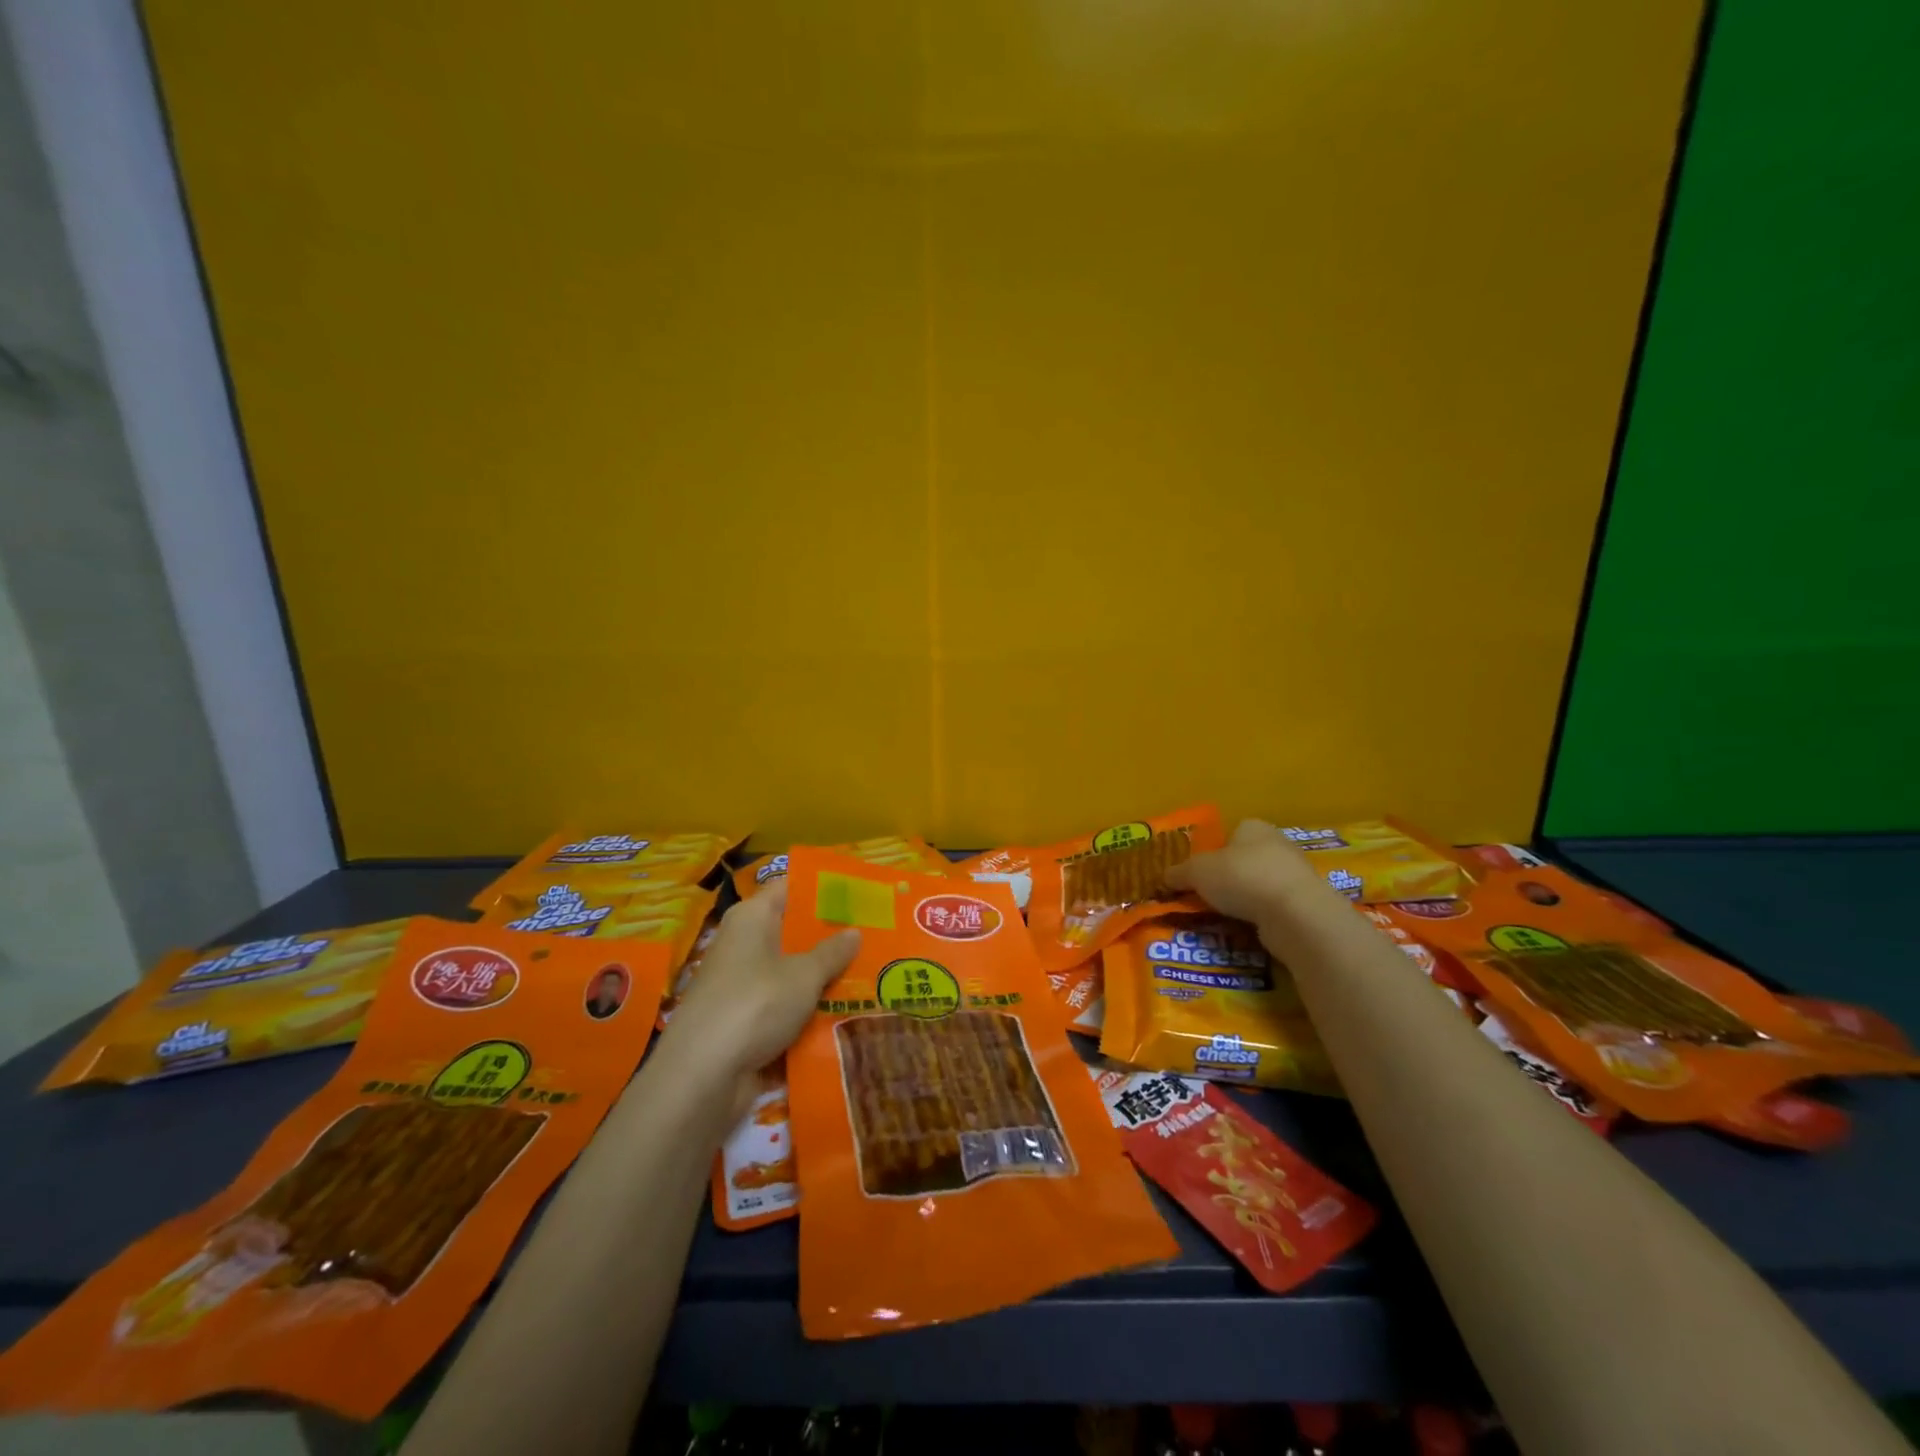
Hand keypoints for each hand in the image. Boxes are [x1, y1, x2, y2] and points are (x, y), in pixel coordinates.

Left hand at [651, 881, 858, 1119]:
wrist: (702, 1077)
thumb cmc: (755, 1005)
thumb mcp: (804, 975)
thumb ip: (832, 952)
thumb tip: (854, 932)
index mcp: (752, 917)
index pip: (789, 887)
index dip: (823, 888)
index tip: (859, 894)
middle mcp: (742, 944)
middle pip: (792, 931)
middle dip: (829, 937)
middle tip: (874, 936)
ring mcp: (741, 984)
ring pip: (790, 971)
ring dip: (821, 977)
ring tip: (869, 974)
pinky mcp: (742, 1021)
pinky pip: (782, 1005)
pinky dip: (807, 1009)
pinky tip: (843, 1013)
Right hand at [1166, 819, 1323, 926]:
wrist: (1295, 913)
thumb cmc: (1241, 877)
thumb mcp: (1196, 872)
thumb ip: (1178, 873)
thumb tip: (1163, 877)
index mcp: (1252, 827)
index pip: (1229, 834)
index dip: (1212, 853)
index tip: (1199, 874)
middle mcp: (1277, 844)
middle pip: (1245, 859)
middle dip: (1228, 877)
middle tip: (1207, 897)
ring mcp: (1296, 874)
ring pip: (1260, 884)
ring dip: (1245, 899)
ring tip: (1224, 917)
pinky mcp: (1306, 903)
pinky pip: (1275, 907)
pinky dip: (1261, 916)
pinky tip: (1248, 928)